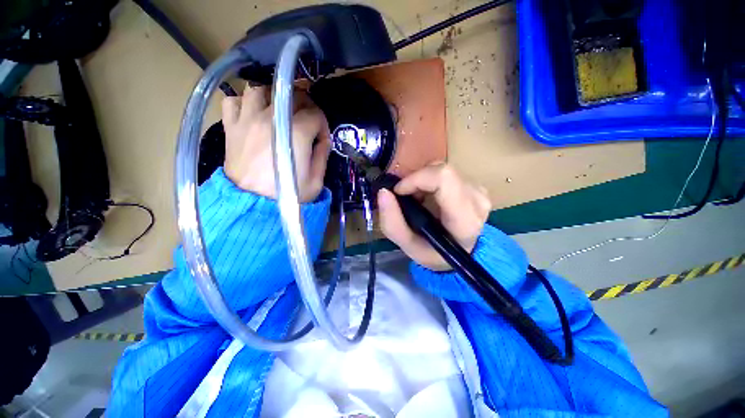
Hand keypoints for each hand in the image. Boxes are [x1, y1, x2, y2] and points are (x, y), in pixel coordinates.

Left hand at [222, 84, 330, 202]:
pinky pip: (232, 101)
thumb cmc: (289, 195)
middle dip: (305, 107)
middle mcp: (271, 118)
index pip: (315, 114)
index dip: (322, 125)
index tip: (321, 138)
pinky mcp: (231, 127)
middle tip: (306, 122)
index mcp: (296, 132)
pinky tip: (251, 114)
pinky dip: (243, 102)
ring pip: (260, 89)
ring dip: (273, 97)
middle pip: (292, 96)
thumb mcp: (316, 181)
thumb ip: (322, 156)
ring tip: (278, 111)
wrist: (253, 205)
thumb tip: (323, 140)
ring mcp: (248, 119)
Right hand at [378, 163, 491, 270]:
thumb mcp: (407, 245)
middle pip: (441, 172)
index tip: (399, 190)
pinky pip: (447, 173)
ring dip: (422, 182)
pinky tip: (428, 197)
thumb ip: (391, 222)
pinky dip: (430, 181)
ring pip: (442, 170)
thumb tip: (383, 192)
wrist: (458, 253)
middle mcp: (477, 201)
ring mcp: (479, 192)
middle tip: (406, 197)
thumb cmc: (433, 252)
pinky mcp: (476, 186)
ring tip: (417, 200)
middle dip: (416, 180)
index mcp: (464, 220)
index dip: (416, 178)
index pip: (444, 178)